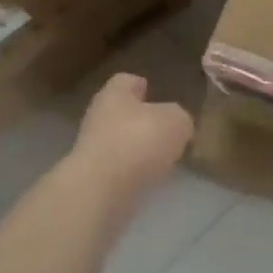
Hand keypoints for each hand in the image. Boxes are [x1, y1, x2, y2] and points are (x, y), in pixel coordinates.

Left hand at [70, 72, 192, 203]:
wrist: (101, 192)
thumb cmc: (138, 141)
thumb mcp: (176, 121)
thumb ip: (180, 118)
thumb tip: (178, 124)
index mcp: (114, 94)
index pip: (125, 80)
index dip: (140, 84)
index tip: (153, 91)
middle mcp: (98, 117)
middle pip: (122, 112)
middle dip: (142, 120)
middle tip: (166, 129)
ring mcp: (92, 150)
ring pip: (120, 142)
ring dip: (138, 149)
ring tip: (163, 158)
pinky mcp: (93, 180)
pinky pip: (118, 170)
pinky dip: (133, 173)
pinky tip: (151, 179)